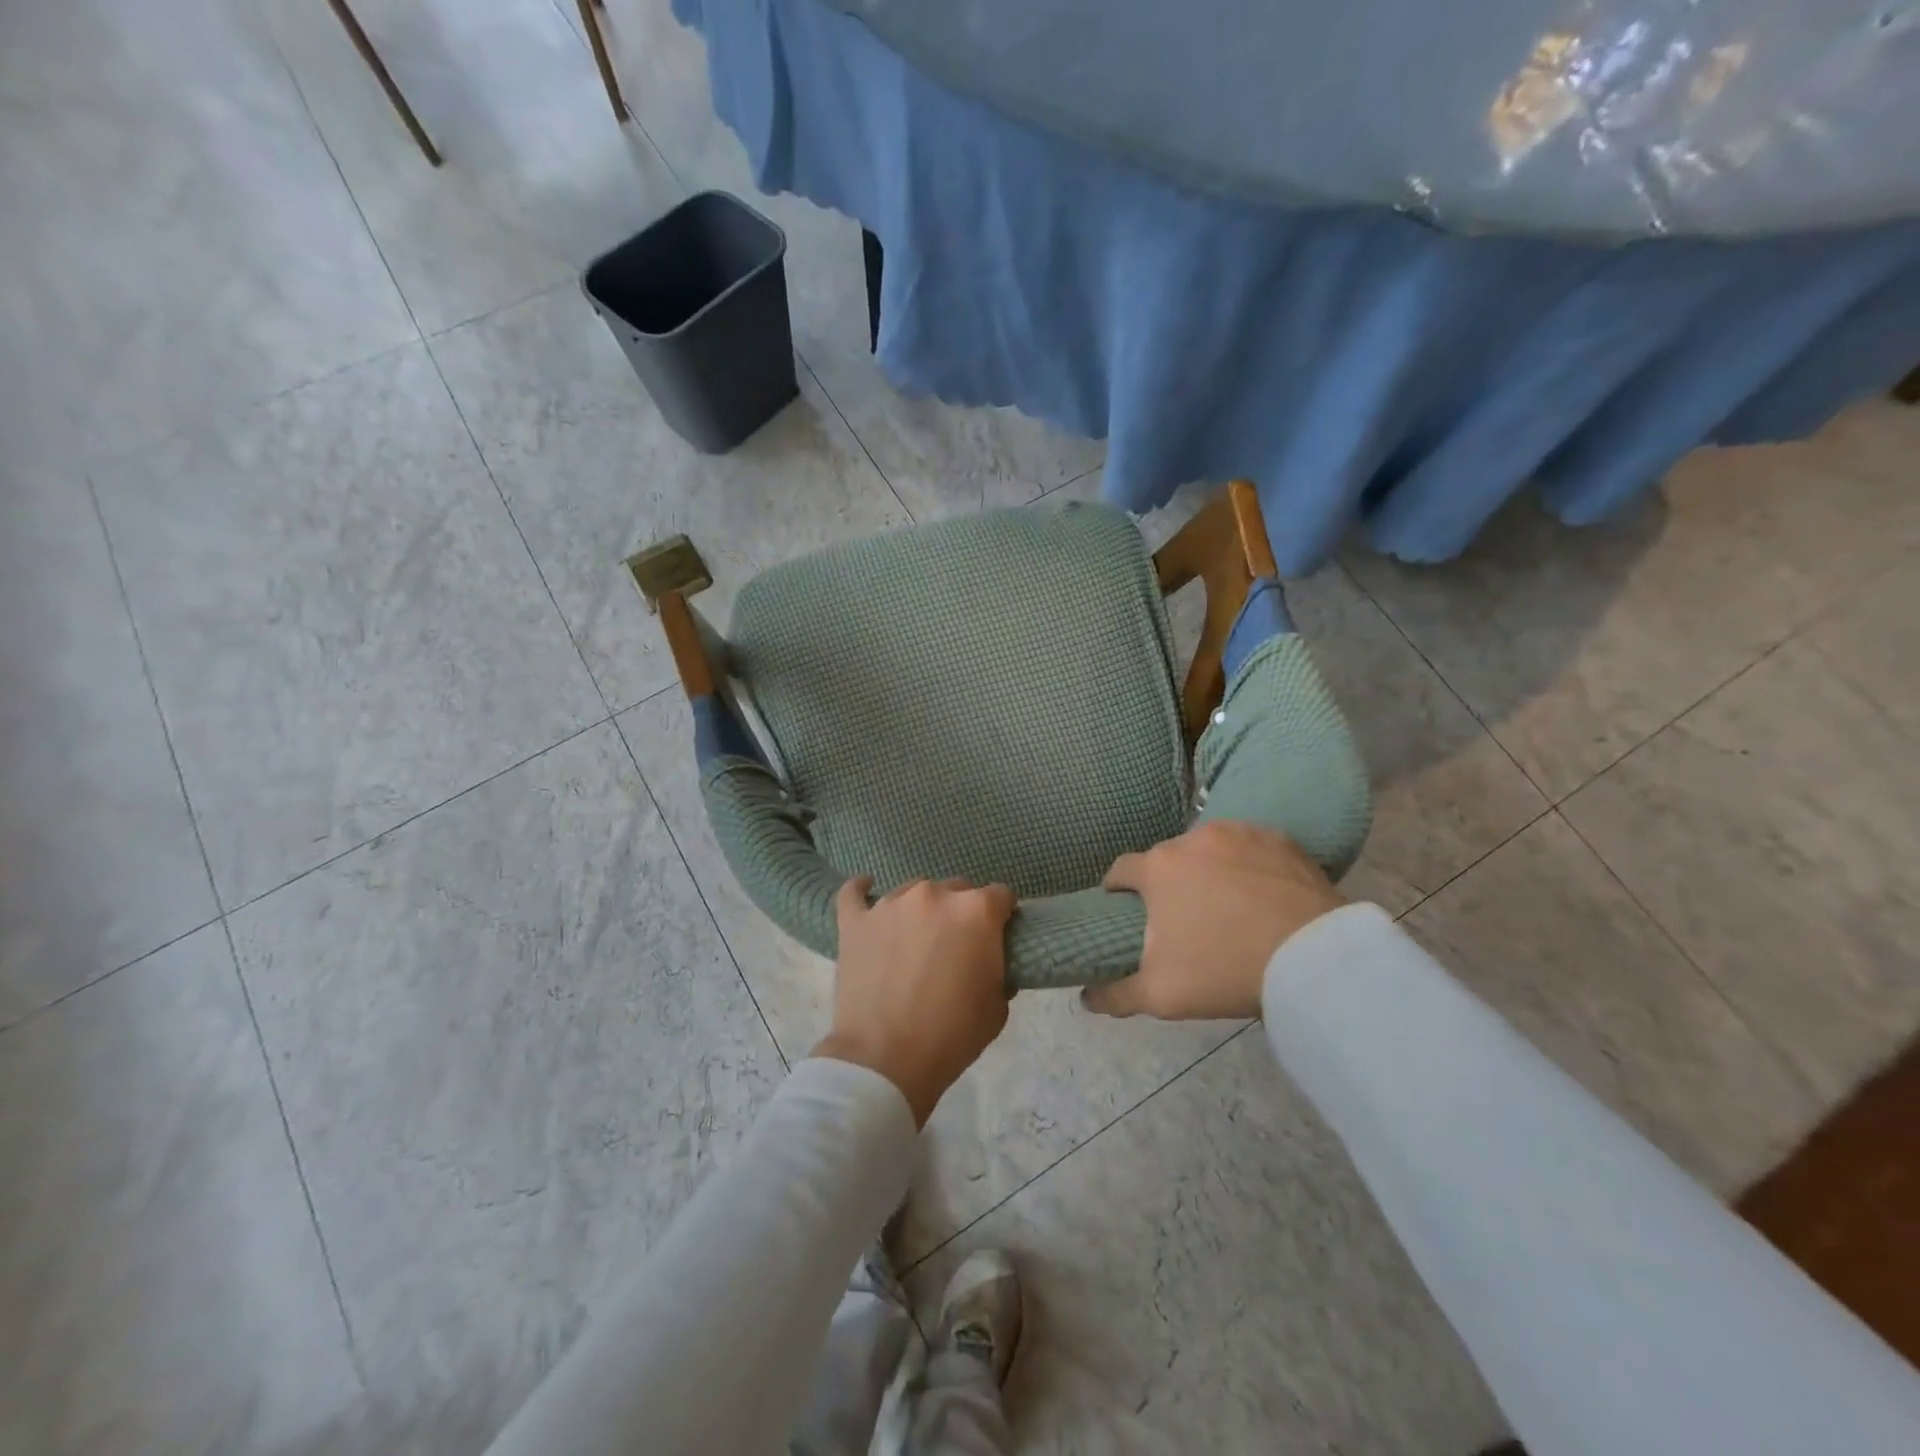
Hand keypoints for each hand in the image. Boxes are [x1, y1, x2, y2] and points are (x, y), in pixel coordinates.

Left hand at [814, 877, 1016, 1126]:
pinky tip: (866, 892)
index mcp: (976, 911)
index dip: (1002, 916)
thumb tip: (986, 958)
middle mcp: (934, 895)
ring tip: (914, 939)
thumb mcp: (998, 1006)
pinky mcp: (855, 921)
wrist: (886, 1061)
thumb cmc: (952, 1035)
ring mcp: (890, 904)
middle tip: (955, 944)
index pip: (1000, 896)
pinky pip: (854, 893)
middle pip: (957, 889)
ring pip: (913, 890)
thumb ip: (997, 967)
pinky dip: (861, 891)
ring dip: (921, 909)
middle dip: (961, 911)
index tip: (998, 935)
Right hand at [1083, 821, 1345, 1020]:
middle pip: (1166, 860)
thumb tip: (1086, 996)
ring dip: (1208, 870)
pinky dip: (1249, 865)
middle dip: (1167, 882)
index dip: (1117, 890)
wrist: (1313, 960)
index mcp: (1157, 868)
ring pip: (1209, 850)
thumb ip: (1115, 994)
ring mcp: (1238, 833)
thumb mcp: (1160, 994)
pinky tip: (1262, 894)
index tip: (1123, 909)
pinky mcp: (1279, 839)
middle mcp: (1192, 840)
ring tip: (1226, 904)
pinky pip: (1251, 848)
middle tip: (1181, 917)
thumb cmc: (1224, 970)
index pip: (1120, 870)